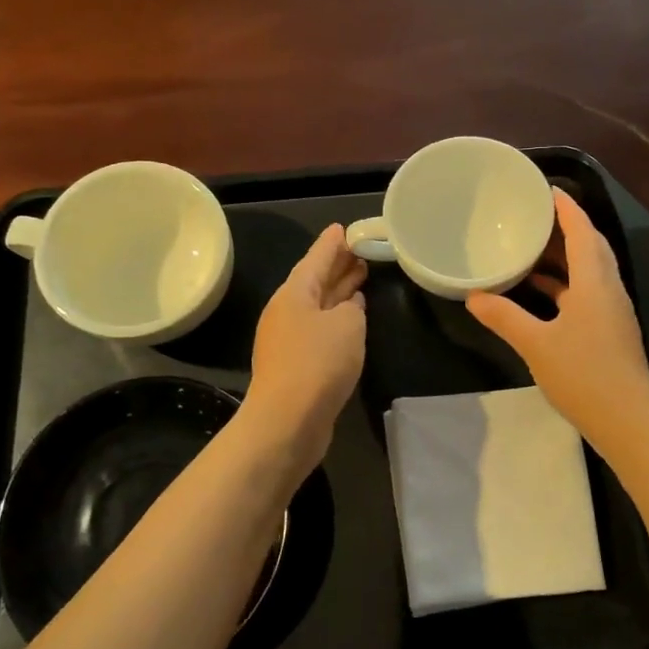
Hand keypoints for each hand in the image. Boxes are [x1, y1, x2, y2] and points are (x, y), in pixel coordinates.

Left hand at [242, 224, 367, 473]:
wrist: (287, 421)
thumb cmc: (318, 363)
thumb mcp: (347, 325)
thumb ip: (353, 308)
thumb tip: (349, 306)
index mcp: (294, 294)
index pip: (316, 257)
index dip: (332, 243)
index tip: (344, 228)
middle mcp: (287, 312)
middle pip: (315, 281)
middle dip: (337, 266)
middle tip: (361, 252)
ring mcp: (288, 339)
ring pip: (318, 306)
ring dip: (339, 293)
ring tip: (361, 279)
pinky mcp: (295, 364)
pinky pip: (318, 330)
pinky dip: (336, 320)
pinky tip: (352, 319)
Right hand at [467, 190, 648, 441]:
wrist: (628, 420)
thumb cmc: (584, 375)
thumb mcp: (536, 344)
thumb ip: (505, 317)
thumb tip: (474, 297)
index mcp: (594, 282)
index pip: (582, 231)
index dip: (567, 208)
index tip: (547, 190)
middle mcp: (608, 289)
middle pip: (590, 246)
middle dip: (564, 228)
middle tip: (533, 217)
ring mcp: (612, 311)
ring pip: (589, 271)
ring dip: (564, 257)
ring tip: (529, 249)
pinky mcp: (609, 330)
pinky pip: (586, 292)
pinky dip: (564, 284)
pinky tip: (540, 292)